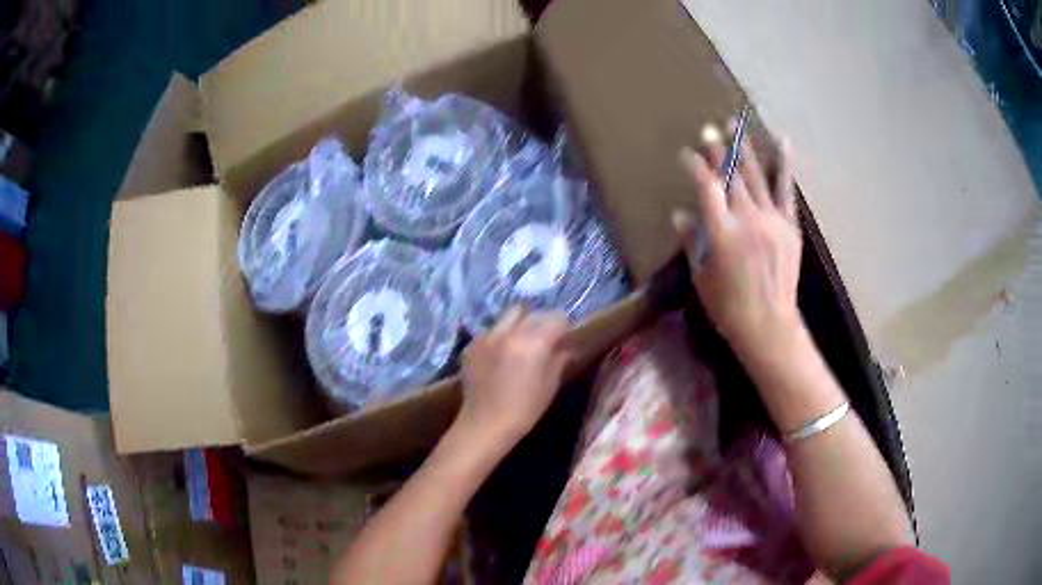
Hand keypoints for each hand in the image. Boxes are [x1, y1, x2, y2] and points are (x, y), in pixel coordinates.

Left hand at [457, 307, 572, 445]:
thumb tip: (567, 345)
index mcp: (534, 342)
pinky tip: (500, 356)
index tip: (563, 340)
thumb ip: (560, 358)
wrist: (485, 424)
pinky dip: (501, 337)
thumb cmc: (525, 409)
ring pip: (510, 316)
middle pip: (533, 313)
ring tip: (520, 344)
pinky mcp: (473, 343)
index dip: (563, 328)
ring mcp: (488, 335)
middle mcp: (510, 332)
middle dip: (542, 323)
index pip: (556, 318)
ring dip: (520, 325)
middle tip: (544, 340)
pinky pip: (492, 330)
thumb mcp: (551, 385)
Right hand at [672, 125, 802, 356]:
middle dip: (719, 150)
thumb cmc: (728, 307)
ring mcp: (771, 220)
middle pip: (731, 176)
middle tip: (710, 128)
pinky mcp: (789, 225)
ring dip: (745, 149)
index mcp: (722, 231)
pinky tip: (783, 141)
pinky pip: (786, 190)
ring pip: (756, 176)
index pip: (706, 187)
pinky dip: (784, 165)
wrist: (768, 325)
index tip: (686, 153)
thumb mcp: (702, 276)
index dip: (695, 166)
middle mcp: (747, 218)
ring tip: (737, 124)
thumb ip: (693, 241)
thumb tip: (681, 214)